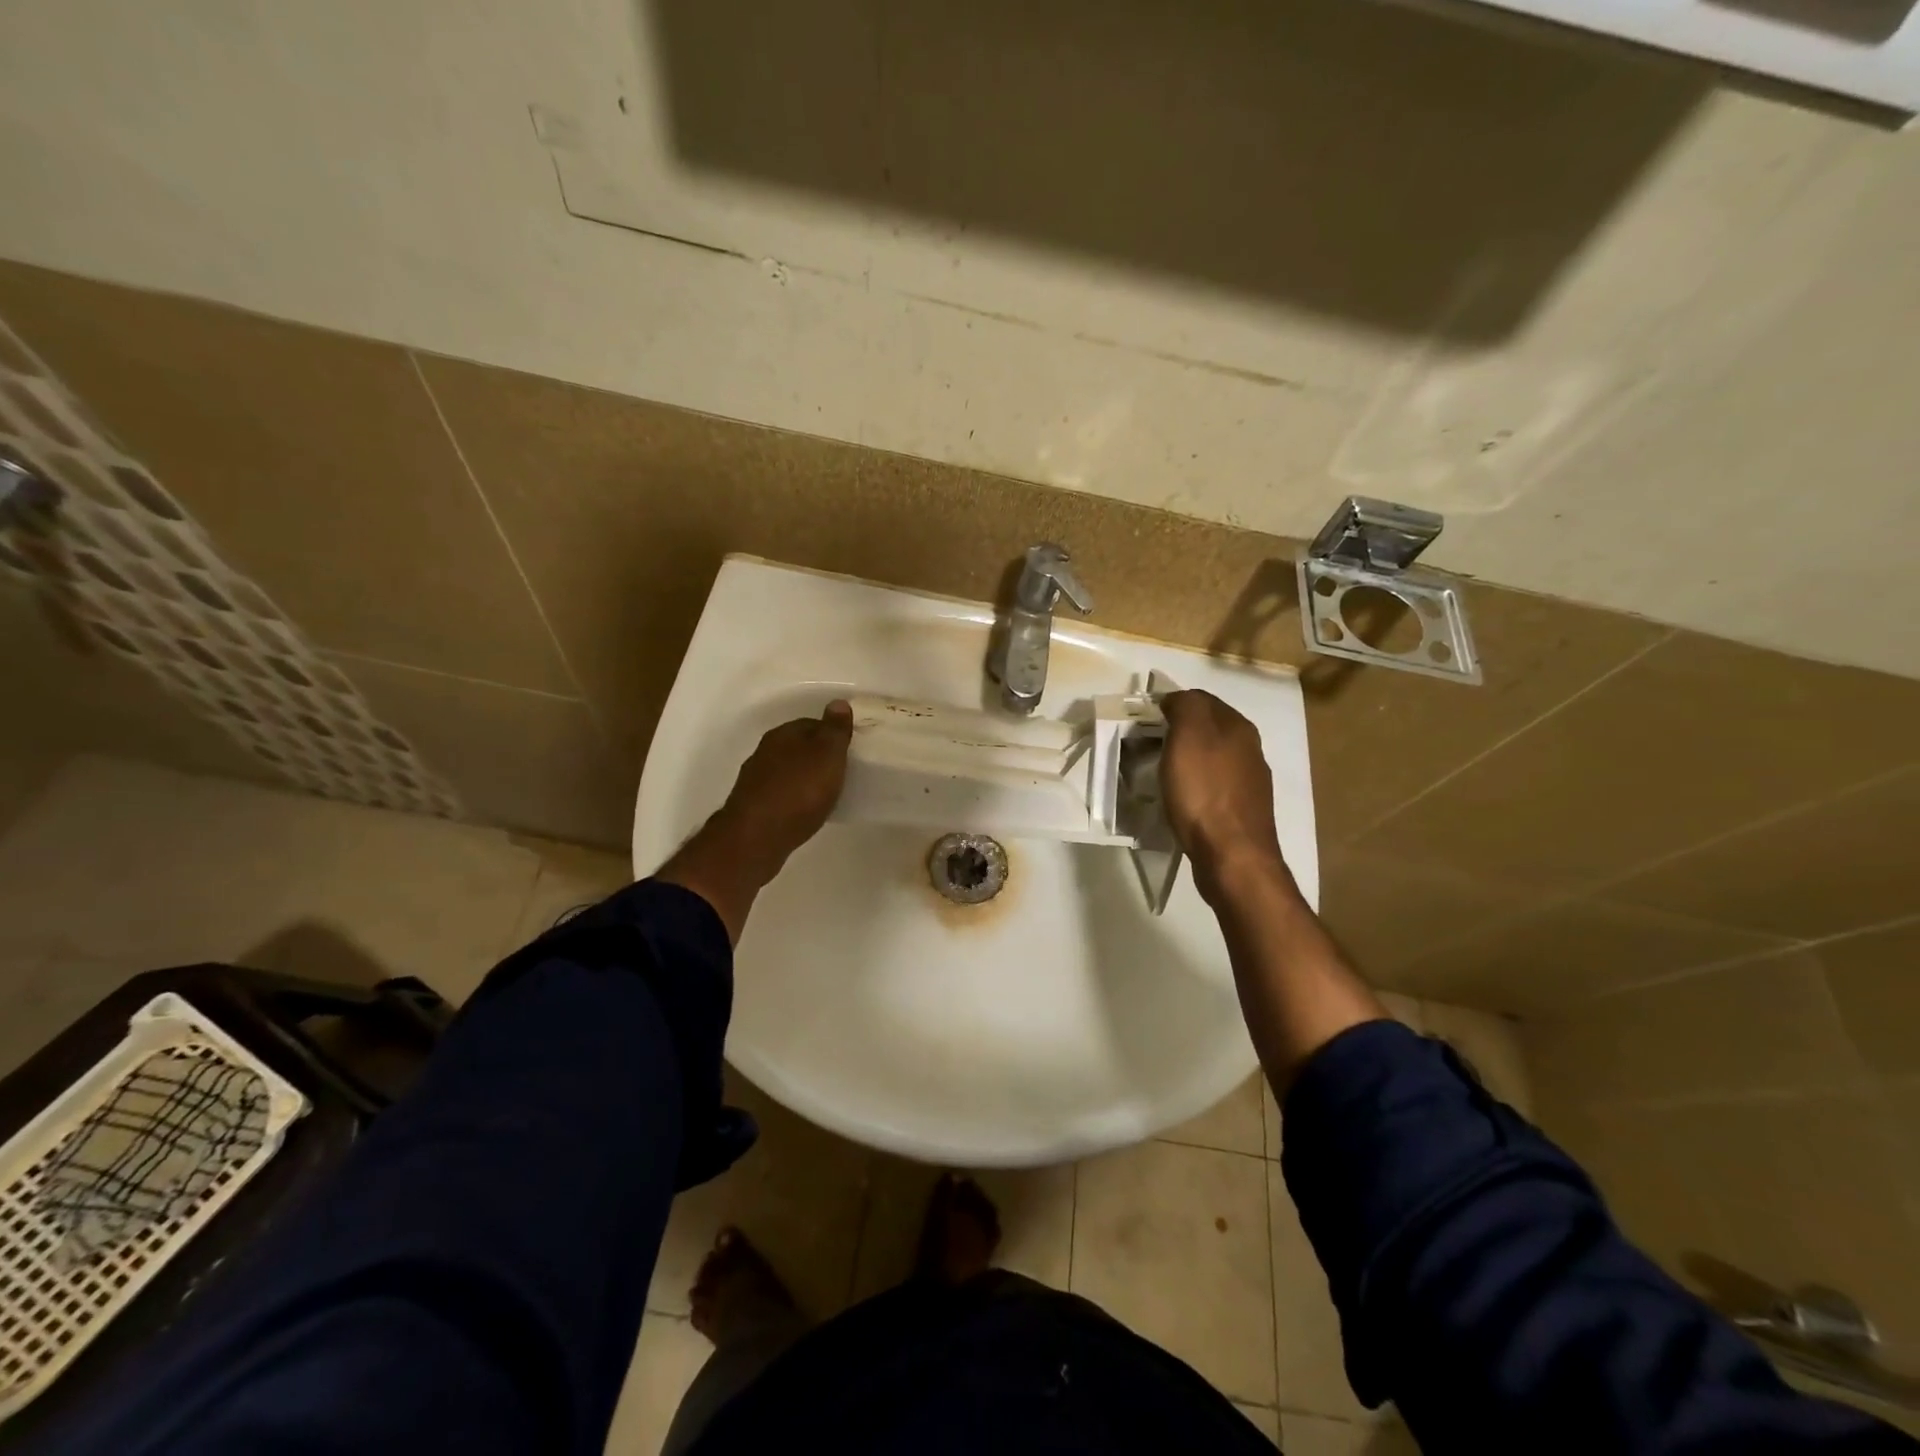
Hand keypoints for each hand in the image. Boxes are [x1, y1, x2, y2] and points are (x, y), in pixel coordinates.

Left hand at [717, 700, 854, 867]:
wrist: (757, 838)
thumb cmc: (798, 791)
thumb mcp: (827, 756)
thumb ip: (834, 730)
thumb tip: (838, 702)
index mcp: (783, 734)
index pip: (812, 723)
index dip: (833, 735)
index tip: (849, 750)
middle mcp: (765, 751)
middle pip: (798, 747)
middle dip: (817, 757)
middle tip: (841, 772)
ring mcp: (756, 780)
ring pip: (787, 771)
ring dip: (804, 778)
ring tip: (826, 794)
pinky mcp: (753, 807)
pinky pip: (780, 794)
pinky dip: (794, 799)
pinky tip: (805, 812)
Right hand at [1159, 690, 1284, 880]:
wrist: (1233, 856)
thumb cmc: (1204, 792)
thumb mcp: (1189, 736)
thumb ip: (1186, 706)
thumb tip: (1177, 699)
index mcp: (1238, 726)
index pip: (1201, 699)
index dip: (1171, 705)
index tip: (1143, 721)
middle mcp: (1250, 749)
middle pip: (1207, 729)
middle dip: (1176, 732)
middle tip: (1145, 747)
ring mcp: (1249, 782)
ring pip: (1210, 757)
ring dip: (1185, 760)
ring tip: (1158, 773)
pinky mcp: (1241, 811)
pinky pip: (1212, 786)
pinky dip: (1194, 786)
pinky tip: (1180, 799)